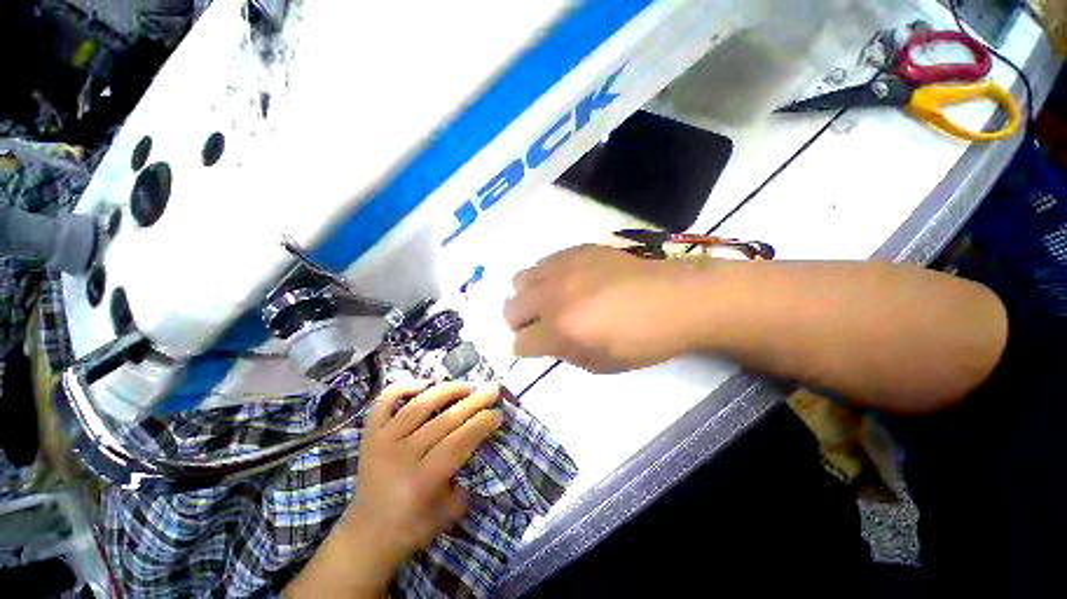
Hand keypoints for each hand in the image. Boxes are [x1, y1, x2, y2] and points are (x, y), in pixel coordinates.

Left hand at [288, 381, 501, 596]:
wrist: (366, 536)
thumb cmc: (414, 527)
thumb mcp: (450, 512)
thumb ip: (467, 476)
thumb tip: (480, 441)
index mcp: (421, 481)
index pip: (459, 442)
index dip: (482, 424)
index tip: (499, 413)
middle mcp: (400, 456)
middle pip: (444, 420)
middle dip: (475, 401)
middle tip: (494, 389)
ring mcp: (382, 442)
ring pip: (419, 404)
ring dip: (448, 390)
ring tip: (468, 385)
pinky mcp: (369, 434)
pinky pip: (386, 401)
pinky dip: (405, 386)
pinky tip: (426, 384)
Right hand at [504, 245, 705, 372]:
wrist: (673, 300)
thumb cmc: (641, 341)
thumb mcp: (599, 364)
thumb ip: (564, 353)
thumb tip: (547, 341)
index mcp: (559, 330)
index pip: (520, 342)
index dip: (523, 349)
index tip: (533, 348)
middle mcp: (552, 297)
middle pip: (510, 308)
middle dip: (517, 322)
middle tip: (537, 326)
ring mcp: (562, 269)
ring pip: (520, 279)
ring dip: (527, 295)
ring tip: (547, 300)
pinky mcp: (576, 251)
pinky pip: (544, 261)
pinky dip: (545, 276)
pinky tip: (565, 281)